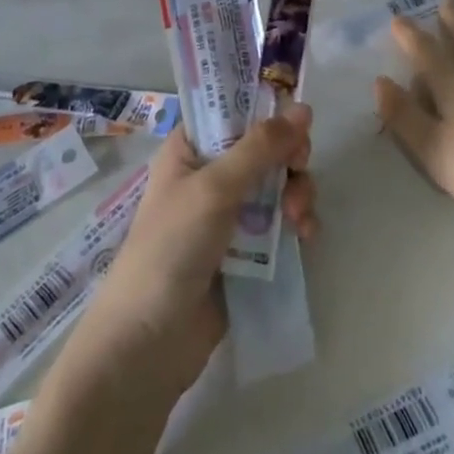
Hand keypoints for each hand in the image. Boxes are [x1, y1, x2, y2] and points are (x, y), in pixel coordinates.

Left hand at [0, 108, 317, 453]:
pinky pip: (280, 222)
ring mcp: (228, 213)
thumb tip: (303, 107)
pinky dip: (296, 223)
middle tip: (299, 170)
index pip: (233, 109)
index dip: (267, 108)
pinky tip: (306, 238)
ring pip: (278, 183)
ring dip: (297, 193)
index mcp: (191, 147)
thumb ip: (261, 148)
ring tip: (299, 219)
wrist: (148, 347)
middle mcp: (210, 173)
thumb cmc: (171, 249)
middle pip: (265, 146)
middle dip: (289, 157)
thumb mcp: (214, 188)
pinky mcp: (245, 250)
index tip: (296, 119)